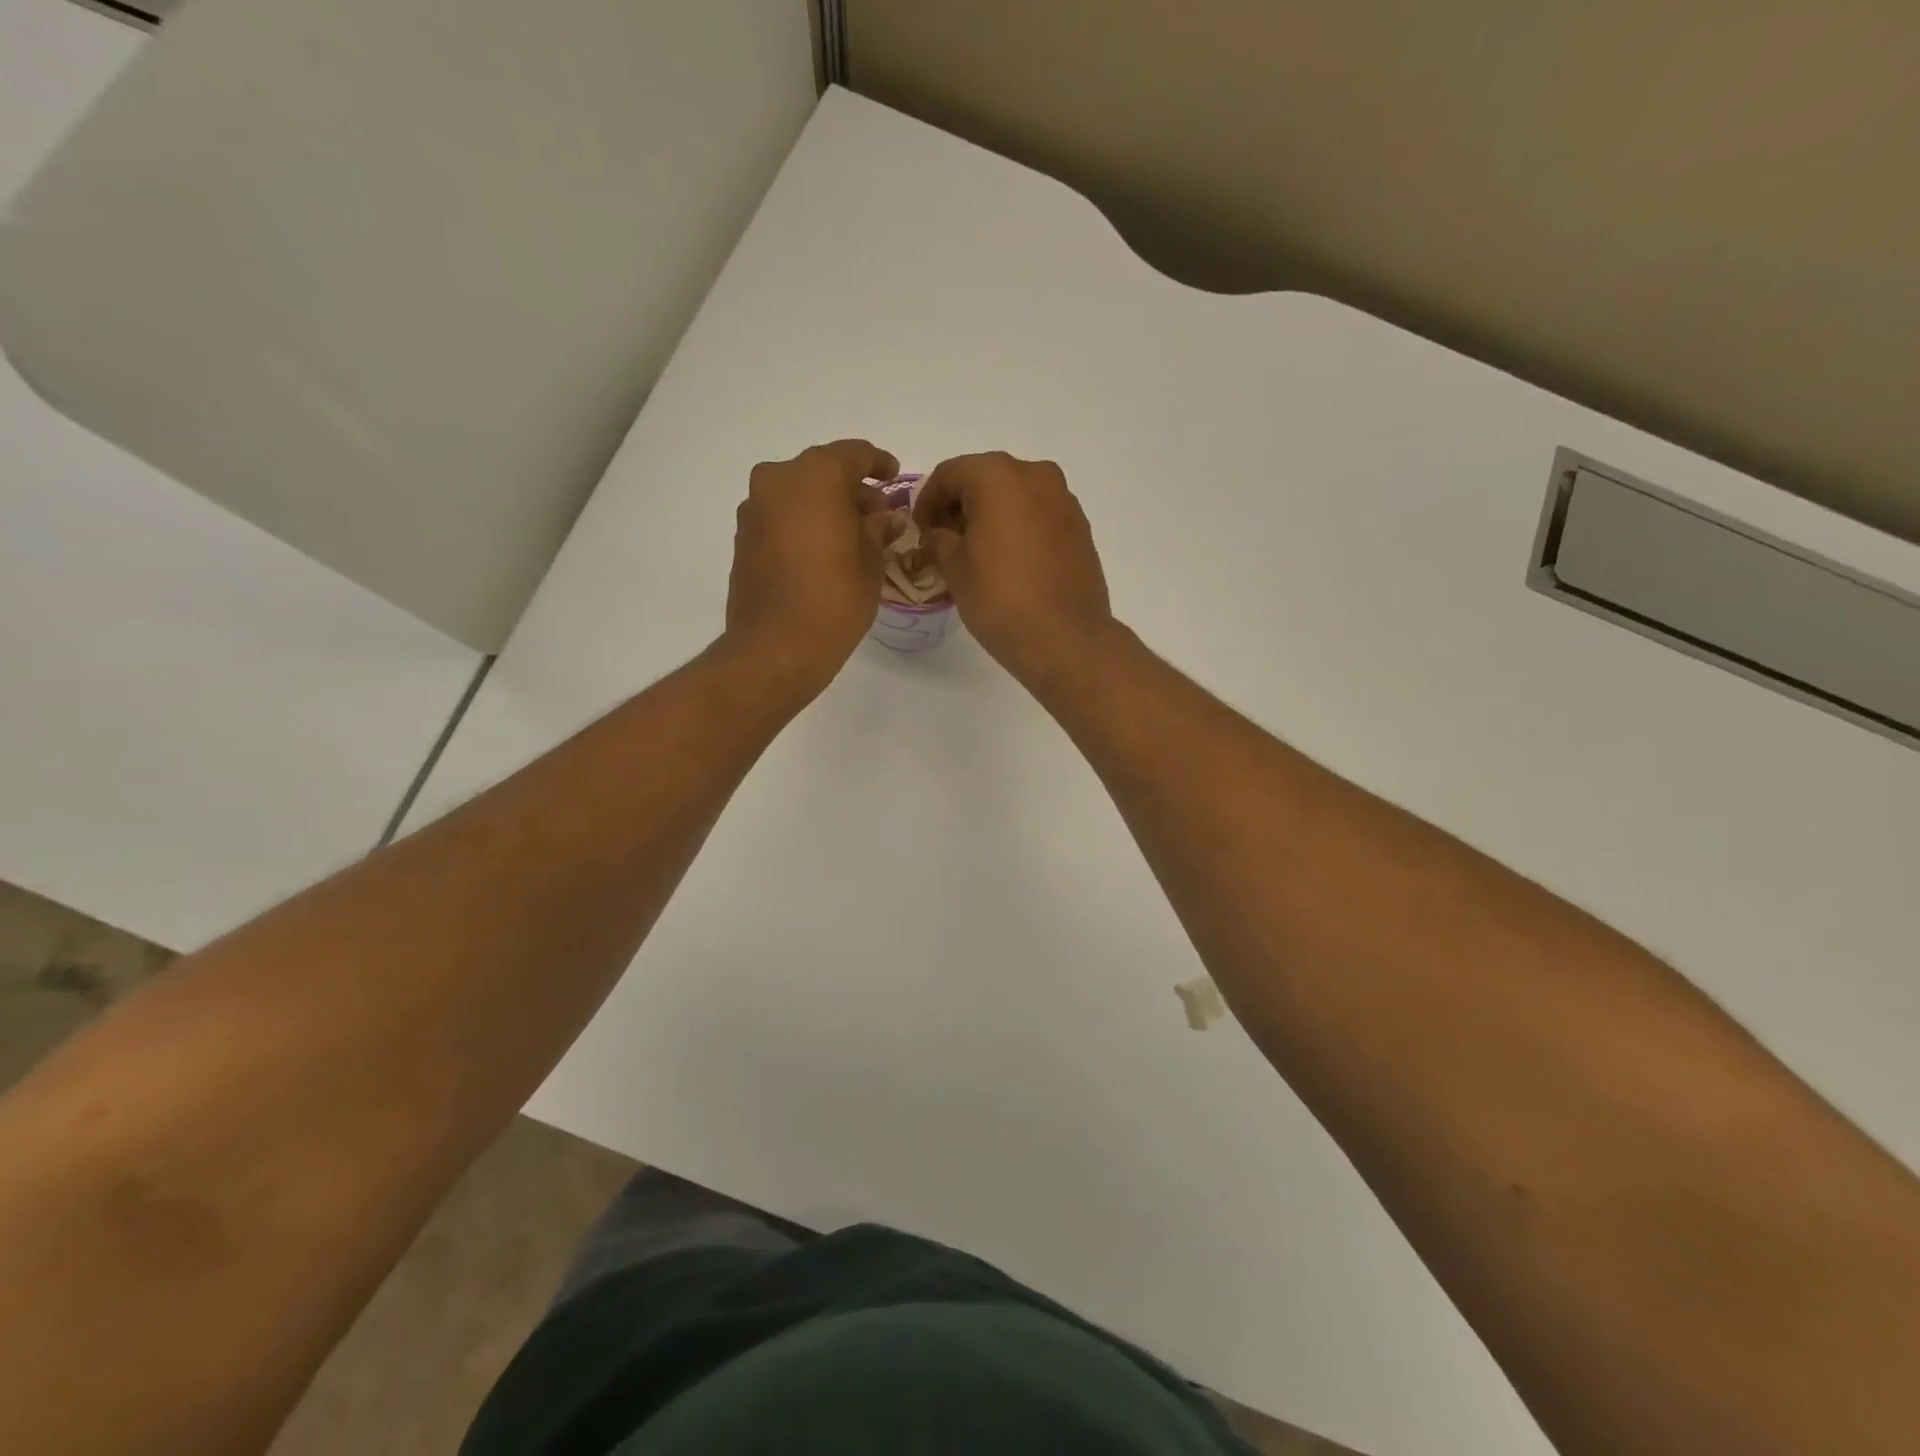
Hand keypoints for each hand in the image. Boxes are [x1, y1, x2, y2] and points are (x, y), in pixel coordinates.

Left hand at [724, 439, 897, 697]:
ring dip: (825, 505)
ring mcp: (755, 508)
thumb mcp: (872, 562)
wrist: (776, 647)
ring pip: (798, 492)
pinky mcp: (743, 536)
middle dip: (851, 488)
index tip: (893, 478)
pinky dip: (803, 522)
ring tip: (851, 536)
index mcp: (816, 476)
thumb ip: (879, 529)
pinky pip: (780, 515)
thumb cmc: (836, 599)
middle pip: (822, 470)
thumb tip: (887, 517)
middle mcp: (778, 480)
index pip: (854, 454)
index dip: (879, 463)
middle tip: (877, 515)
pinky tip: (822, 550)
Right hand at [915, 452, 1114, 683]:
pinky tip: (1008, 560)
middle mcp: (1035, 474)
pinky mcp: (1080, 526)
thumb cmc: (1000, 600)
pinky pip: (1038, 514)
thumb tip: (938, 533)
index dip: (926, 501)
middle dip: (960, 505)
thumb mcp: (955, 569)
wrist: (1066, 638)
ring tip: (976, 552)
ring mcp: (1063, 499)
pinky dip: (1018, 526)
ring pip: (1015, 495)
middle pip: (984, 478)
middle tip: (944, 541)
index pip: (949, 474)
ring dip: (990, 515)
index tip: (919, 531)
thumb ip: (939, 540)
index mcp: (997, 476)